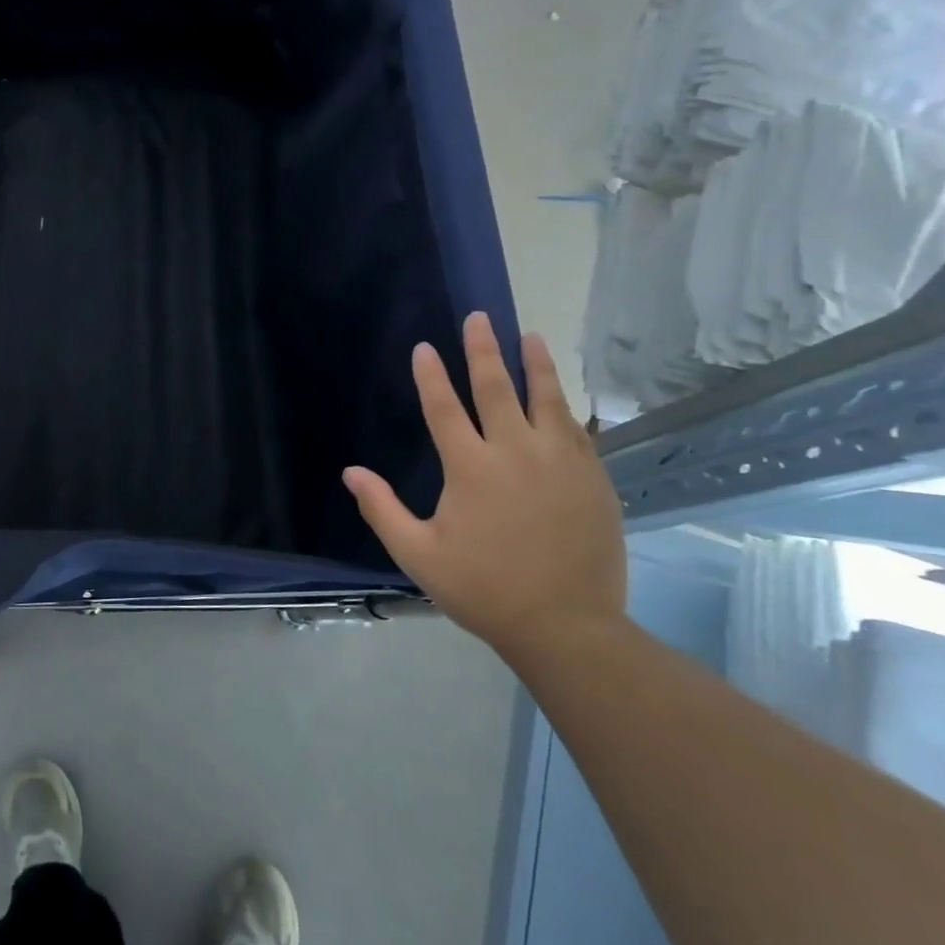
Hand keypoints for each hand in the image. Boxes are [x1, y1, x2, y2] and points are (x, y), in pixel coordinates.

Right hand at [343, 313, 625, 660]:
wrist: (567, 626)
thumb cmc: (484, 589)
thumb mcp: (419, 555)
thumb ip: (382, 510)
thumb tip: (351, 472)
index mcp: (471, 469)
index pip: (445, 408)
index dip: (431, 376)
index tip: (425, 347)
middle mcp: (517, 453)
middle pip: (497, 389)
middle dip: (483, 351)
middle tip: (478, 318)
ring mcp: (561, 463)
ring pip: (547, 400)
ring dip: (535, 365)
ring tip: (529, 336)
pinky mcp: (592, 479)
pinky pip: (577, 430)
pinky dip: (565, 406)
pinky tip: (562, 395)